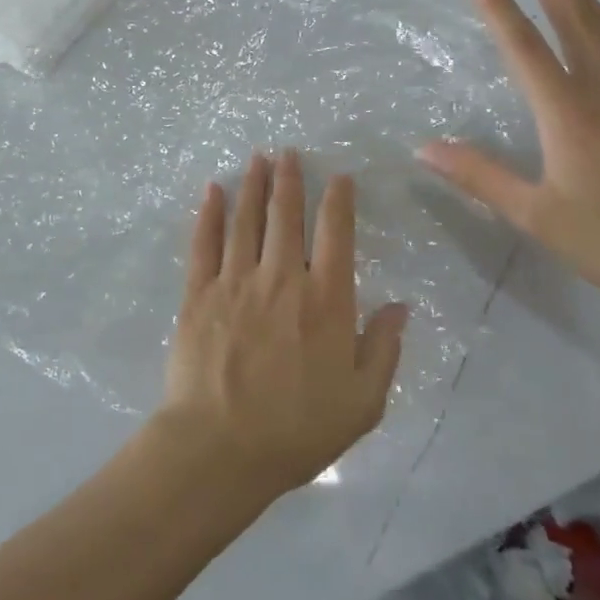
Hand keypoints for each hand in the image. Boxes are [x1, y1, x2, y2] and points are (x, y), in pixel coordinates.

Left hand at [159, 151, 407, 498]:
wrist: (220, 447)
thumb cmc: (297, 430)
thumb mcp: (362, 402)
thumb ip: (383, 349)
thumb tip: (400, 306)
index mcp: (325, 300)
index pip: (336, 235)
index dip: (339, 200)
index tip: (339, 177)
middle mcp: (282, 278)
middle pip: (287, 215)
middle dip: (290, 179)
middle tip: (289, 152)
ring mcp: (236, 282)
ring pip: (247, 220)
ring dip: (254, 186)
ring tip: (258, 158)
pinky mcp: (198, 294)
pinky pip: (204, 243)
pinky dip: (209, 213)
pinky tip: (213, 191)